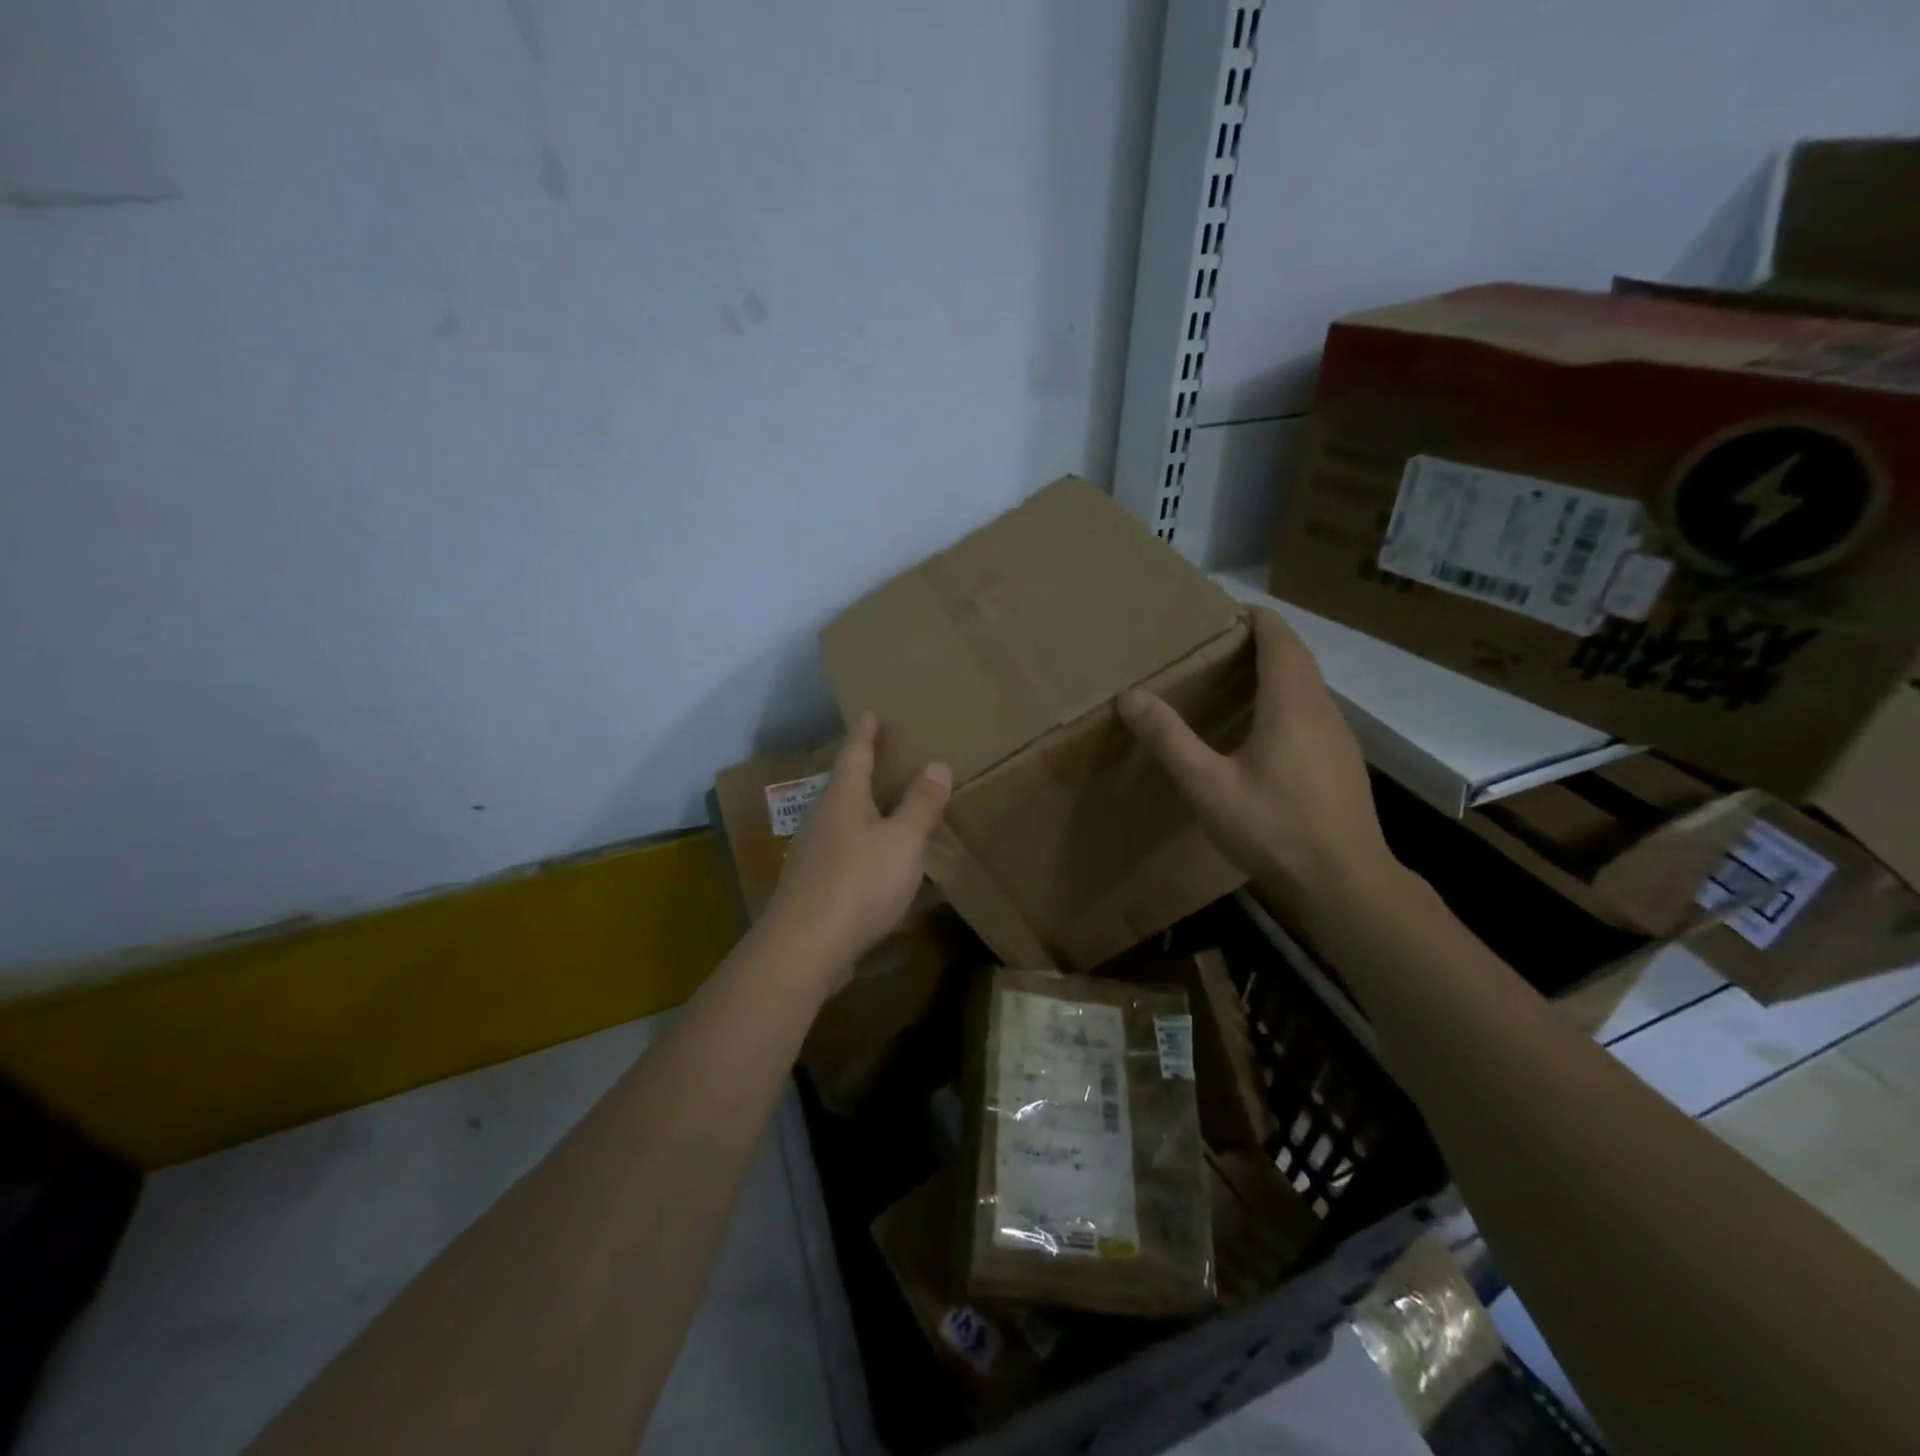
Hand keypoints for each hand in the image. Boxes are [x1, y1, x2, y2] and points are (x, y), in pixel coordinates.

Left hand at [763, 713, 951, 978]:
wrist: (805, 946)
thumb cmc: (859, 881)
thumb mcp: (903, 841)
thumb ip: (921, 804)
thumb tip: (937, 764)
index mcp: (844, 797)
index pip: (855, 753)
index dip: (866, 733)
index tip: (871, 713)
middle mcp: (823, 818)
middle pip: (845, 785)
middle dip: (865, 771)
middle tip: (888, 758)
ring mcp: (813, 853)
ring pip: (842, 820)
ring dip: (865, 812)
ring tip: (889, 809)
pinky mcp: (813, 886)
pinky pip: (843, 852)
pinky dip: (863, 846)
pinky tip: (878, 863)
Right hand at [1118, 607, 1396, 920]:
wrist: (1345, 883)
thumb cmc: (1274, 828)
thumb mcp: (1208, 786)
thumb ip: (1169, 739)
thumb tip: (1129, 696)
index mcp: (1291, 703)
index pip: (1279, 637)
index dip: (1254, 618)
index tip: (1222, 613)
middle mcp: (1322, 709)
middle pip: (1296, 657)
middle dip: (1260, 642)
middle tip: (1214, 648)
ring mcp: (1338, 737)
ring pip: (1307, 686)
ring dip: (1275, 672)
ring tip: (1231, 683)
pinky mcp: (1342, 762)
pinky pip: (1312, 712)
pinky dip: (1286, 702)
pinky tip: (1261, 734)